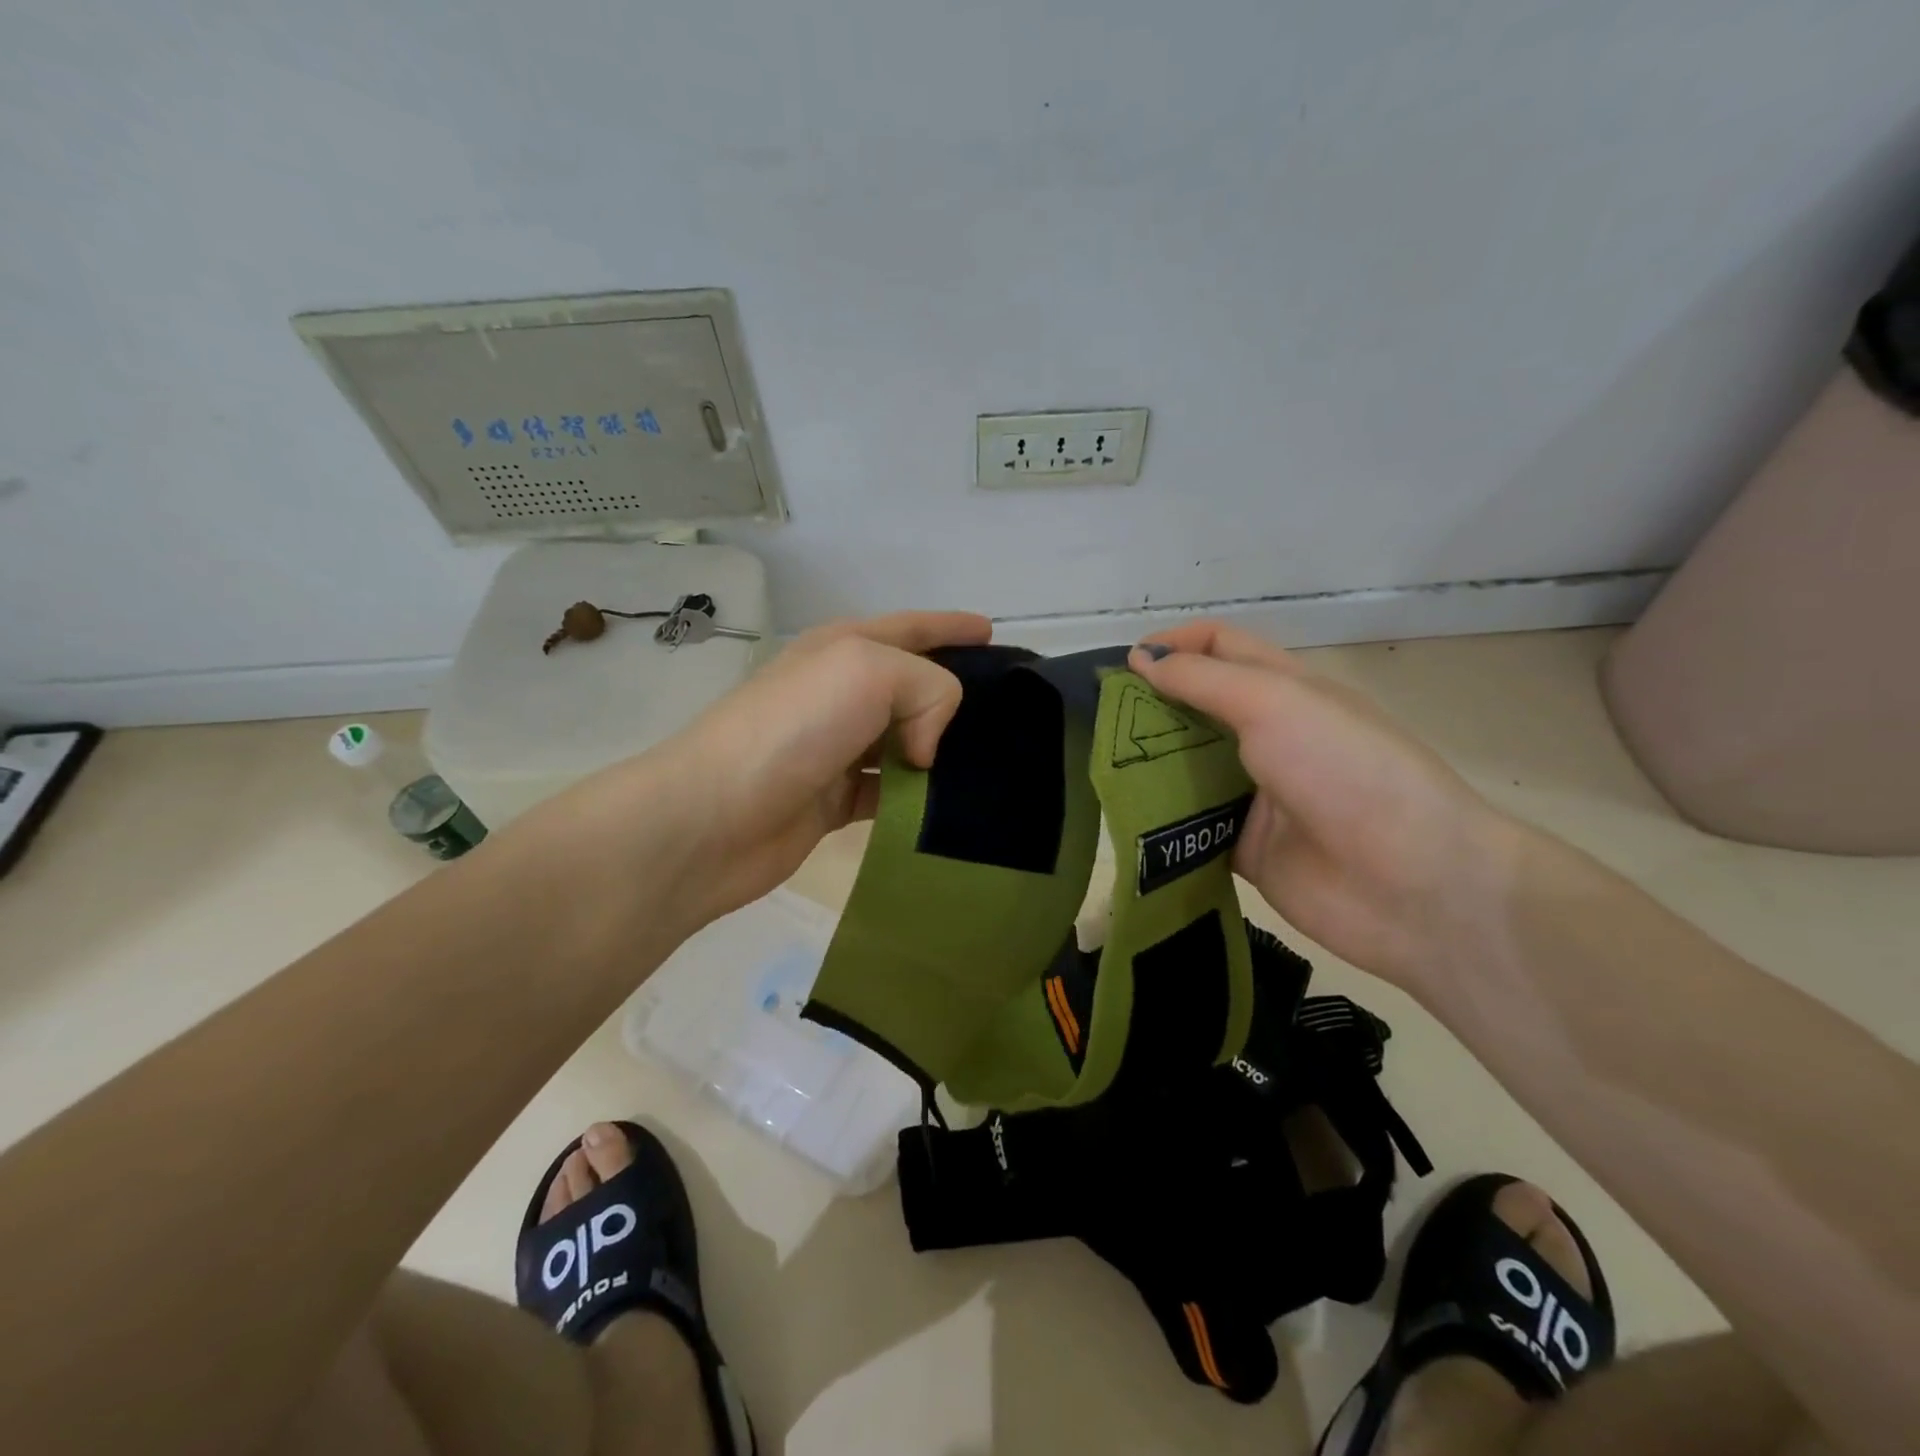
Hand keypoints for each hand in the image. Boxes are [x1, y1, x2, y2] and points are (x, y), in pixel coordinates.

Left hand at [639, 610, 991, 925]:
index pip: (912, 627)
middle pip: (913, 686)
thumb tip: (926, 749)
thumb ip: (927, 687)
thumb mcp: (869, 671)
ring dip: (941, 751)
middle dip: (956, 695)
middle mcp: (841, 693)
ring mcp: (837, 747)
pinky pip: (893, 791)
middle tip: (1006, 713)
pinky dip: (918, 797)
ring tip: (989, 763)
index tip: (993, 633)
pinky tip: (946, 805)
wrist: (714, 815)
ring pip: (906, 741)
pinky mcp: (836, 799)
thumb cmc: (793, 726)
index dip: (952, 626)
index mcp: (845, 648)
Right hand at [1128, 622, 1520, 990]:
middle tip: (1097, 718)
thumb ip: (1203, 681)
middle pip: (1195, 707)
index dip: (1174, 644)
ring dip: (1146, 763)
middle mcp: (1267, 736)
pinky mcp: (1242, 846)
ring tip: (1096, 765)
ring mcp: (1254, 794)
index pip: (1220, 647)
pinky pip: (1189, 825)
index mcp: (1285, 689)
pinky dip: (1159, 819)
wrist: (1414, 886)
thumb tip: (1141, 658)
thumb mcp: (1274, 705)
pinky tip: (1122, 817)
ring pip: (1186, 767)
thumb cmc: (1346, 771)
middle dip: (1148, 706)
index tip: (1124, 662)